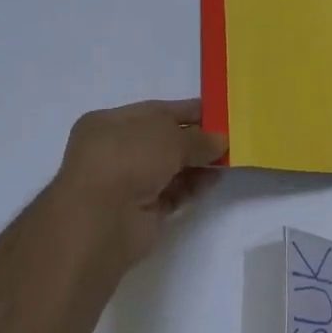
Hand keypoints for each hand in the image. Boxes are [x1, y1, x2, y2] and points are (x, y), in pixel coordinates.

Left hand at [50, 98, 227, 268]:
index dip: (188, 111)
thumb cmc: (127, 161)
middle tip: (230, 138)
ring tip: (229, 159)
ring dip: (198, 163)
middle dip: (196, 139)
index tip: (220, 113)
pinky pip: (173, 192)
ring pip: (170, 167)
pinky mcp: (141, 210)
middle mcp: (115, 150)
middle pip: (164, 141)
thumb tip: (220, 141)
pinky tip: (214, 179)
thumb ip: (198, 137)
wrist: (101, 221)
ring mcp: (127, 182)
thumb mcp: (169, 137)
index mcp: (110, 123)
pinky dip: (192, 186)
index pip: (156, 112)